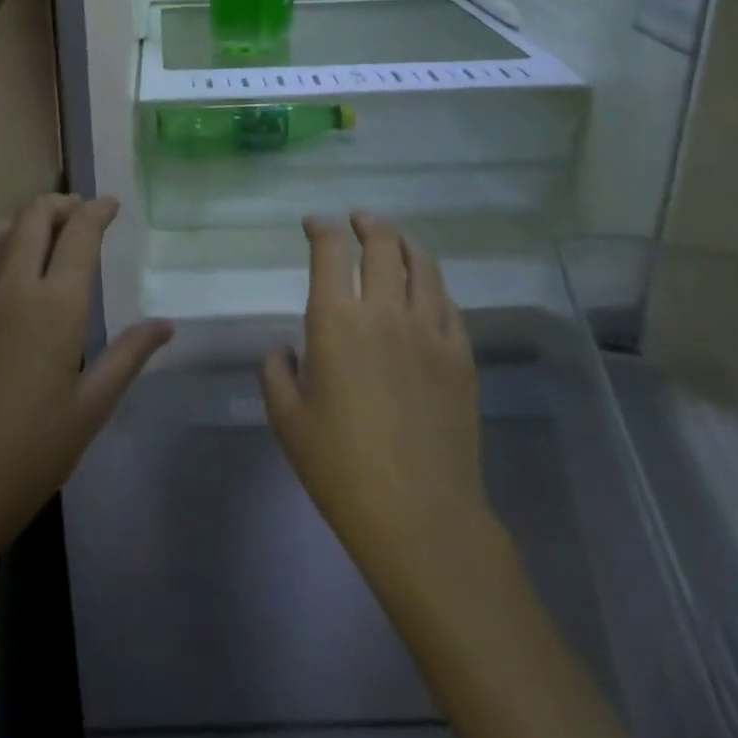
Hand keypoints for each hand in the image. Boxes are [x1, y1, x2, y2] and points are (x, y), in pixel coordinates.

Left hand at [0, 193, 172, 588]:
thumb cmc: (25, 459)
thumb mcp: (89, 410)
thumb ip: (128, 357)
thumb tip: (166, 324)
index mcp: (54, 305)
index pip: (80, 234)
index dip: (97, 211)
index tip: (110, 204)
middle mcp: (7, 286)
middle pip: (33, 218)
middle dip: (60, 205)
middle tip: (77, 211)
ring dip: (17, 221)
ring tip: (33, 234)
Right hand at [260, 212, 506, 610]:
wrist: (421, 517)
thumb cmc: (342, 468)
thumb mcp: (287, 421)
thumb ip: (276, 373)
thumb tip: (284, 350)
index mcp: (336, 321)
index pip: (331, 251)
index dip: (321, 227)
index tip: (314, 223)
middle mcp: (385, 312)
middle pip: (383, 244)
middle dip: (367, 223)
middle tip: (357, 220)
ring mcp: (430, 330)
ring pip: (422, 265)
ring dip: (404, 242)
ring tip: (393, 239)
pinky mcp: (461, 355)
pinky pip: (449, 302)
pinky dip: (432, 283)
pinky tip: (425, 289)